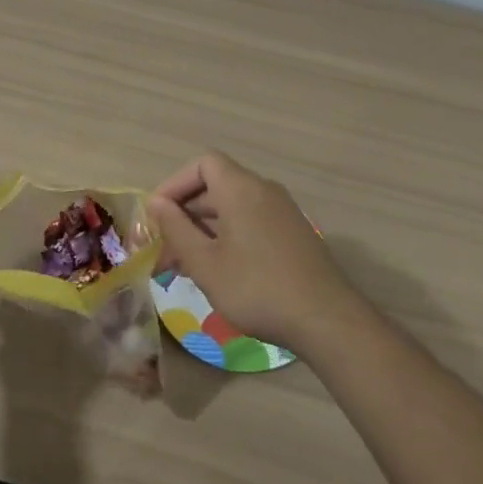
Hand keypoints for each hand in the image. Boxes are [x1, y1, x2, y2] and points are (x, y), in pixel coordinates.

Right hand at [147, 152, 353, 352]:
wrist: (326, 319)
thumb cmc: (256, 288)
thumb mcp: (205, 263)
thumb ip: (176, 228)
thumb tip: (156, 203)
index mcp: (241, 188)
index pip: (202, 164)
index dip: (175, 184)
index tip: (157, 216)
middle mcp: (263, 190)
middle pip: (216, 186)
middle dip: (184, 214)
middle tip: (163, 250)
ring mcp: (282, 212)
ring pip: (232, 208)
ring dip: (203, 230)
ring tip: (183, 267)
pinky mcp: (293, 234)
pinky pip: (250, 222)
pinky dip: (227, 237)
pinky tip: (216, 272)